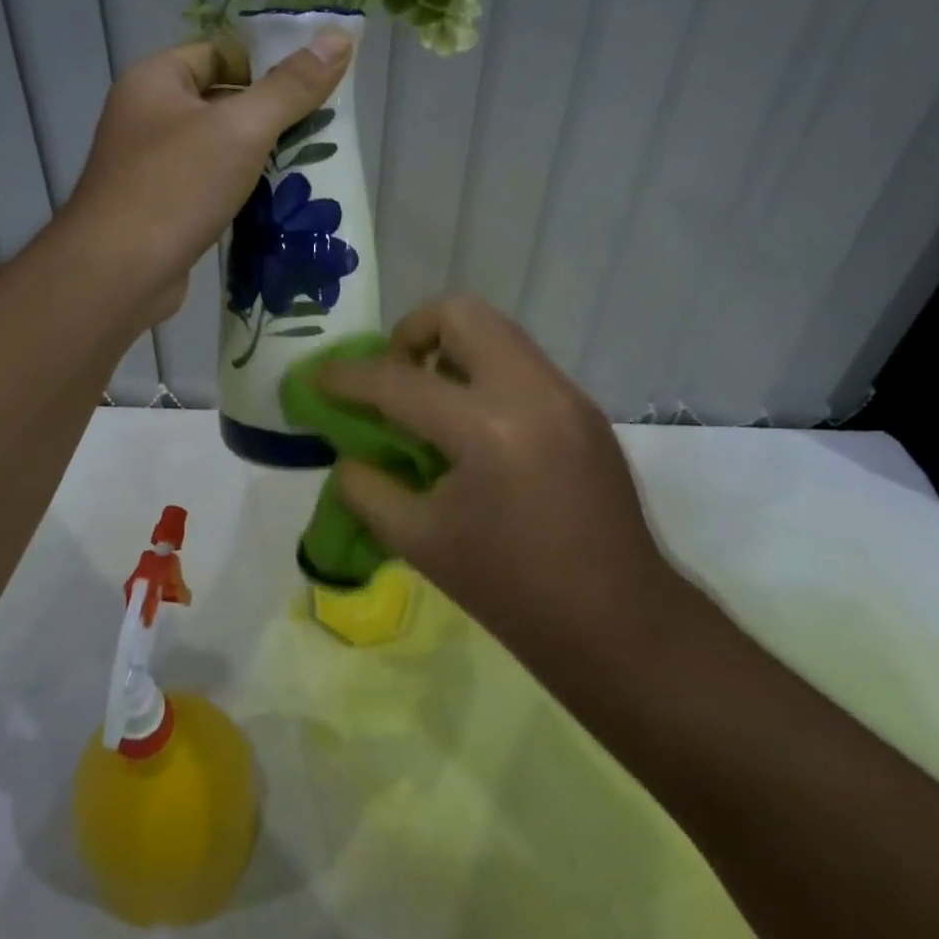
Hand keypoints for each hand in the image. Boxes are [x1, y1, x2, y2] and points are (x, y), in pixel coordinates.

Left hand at [65, 33, 352, 326]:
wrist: (117, 275)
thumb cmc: (176, 188)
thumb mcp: (241, 130)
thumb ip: (290, 86)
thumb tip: (339, 36)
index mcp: (156, 80)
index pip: (219, 53)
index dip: (266, 63)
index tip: (314, 82)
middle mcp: (148, 116)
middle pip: (222, 100)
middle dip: (271, 114)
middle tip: (323, 125)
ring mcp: (152, 165)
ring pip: (219, 147)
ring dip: (260, 156)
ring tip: (312, 162)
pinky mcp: (163, 207)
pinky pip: (211, 184)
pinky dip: (242, 189)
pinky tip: (279, 201)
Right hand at [318, 296, 693, 670]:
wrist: (620, 624)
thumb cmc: (513, 592)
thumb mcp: (421, 543)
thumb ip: (369, 489)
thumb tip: (350, 456)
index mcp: (487, 429)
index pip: (399, 381)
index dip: (347, 378)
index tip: (318, 380)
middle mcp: (531, 391)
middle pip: (459, 314)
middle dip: (411, 333)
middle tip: (394, 378)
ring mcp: (566, 393)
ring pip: (496, 330)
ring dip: (451, 349)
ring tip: (432, 400)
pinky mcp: (584, 407)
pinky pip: (521, 362)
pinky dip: (484, 373)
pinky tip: (475, 427)